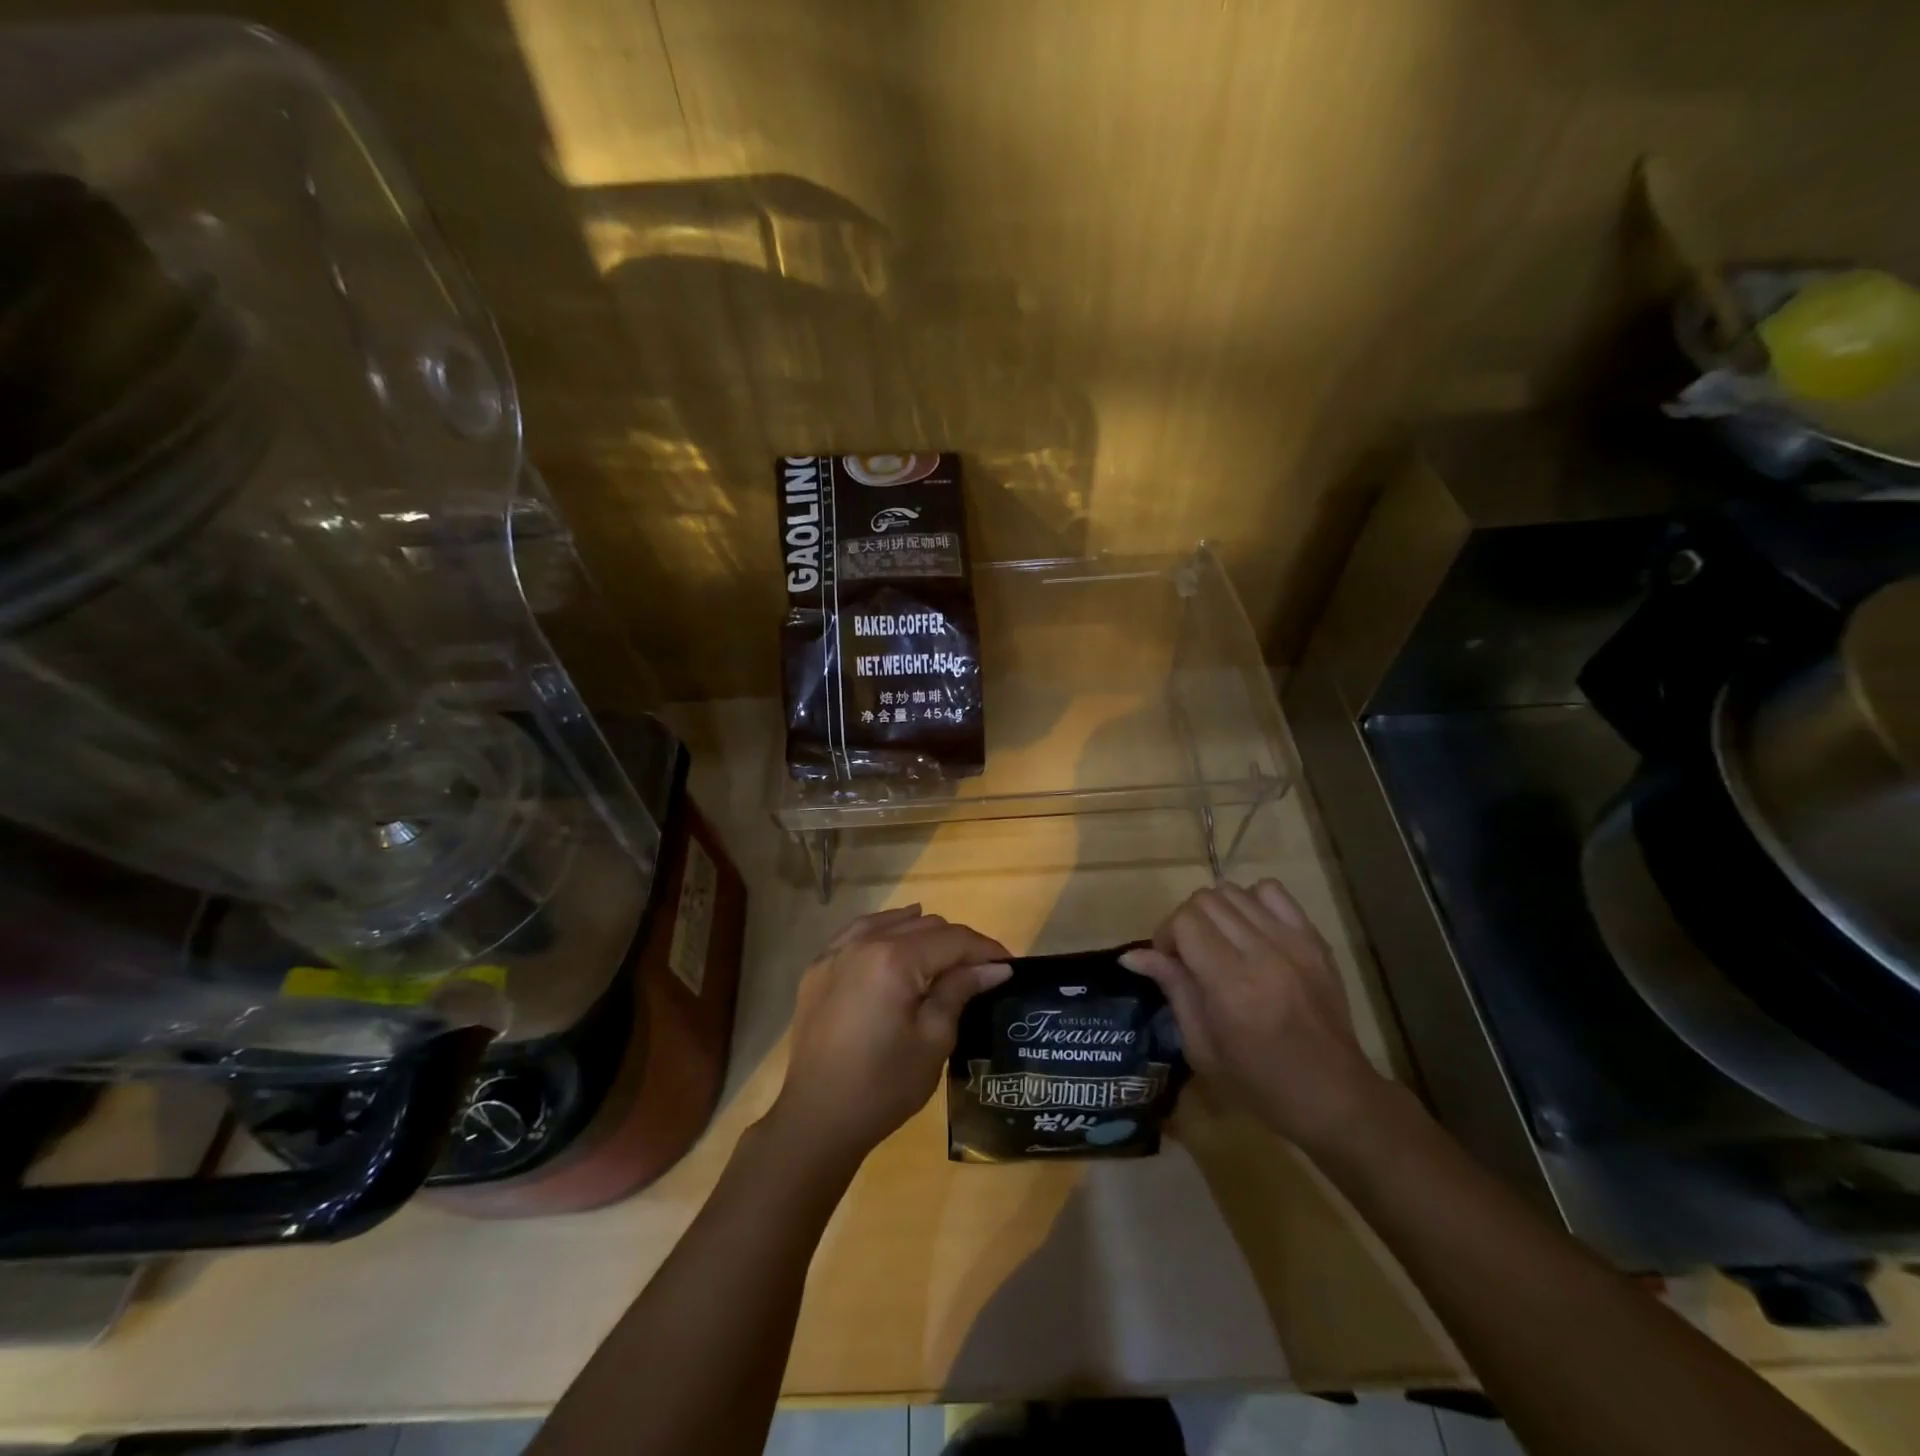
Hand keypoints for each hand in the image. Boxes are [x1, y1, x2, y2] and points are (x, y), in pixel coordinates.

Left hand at [768, 905, 1010, 1164]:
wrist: (816, 1118)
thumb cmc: (883, 1085)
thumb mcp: (934, 1040)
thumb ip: (960, 991)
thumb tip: (994, 967)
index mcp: (895, 959)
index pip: (953, 939)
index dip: (985, 949)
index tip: (1009, 965)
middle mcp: (864, 943)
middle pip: (924, 926)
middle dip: (957, 943)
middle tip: (980, 971)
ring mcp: (836, 952)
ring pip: (892, 923)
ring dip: (923, 933)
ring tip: (945, 956)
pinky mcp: (819, 967)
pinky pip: (859, 933)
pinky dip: (885, 931)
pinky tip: (897, 938)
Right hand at [1121, 880, 1386, 1150]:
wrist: (1335, 1097)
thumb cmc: (1260, 1084)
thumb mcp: (1202, 1047)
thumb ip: (1173, 989)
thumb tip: (1132, 956)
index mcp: (1231, 986)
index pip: (1185, 921)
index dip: (1166, 935)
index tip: (1168, 962)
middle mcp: (1263, 954)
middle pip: (1206, 899)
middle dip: (1187, 921)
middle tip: (1190, 954)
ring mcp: (1294, 942)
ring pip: (1235, 891)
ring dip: (1216, 912)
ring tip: (1220, 943)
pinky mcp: (1315, 940)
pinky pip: (1272, 892)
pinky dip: (1252, 903)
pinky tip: (1251, 932)